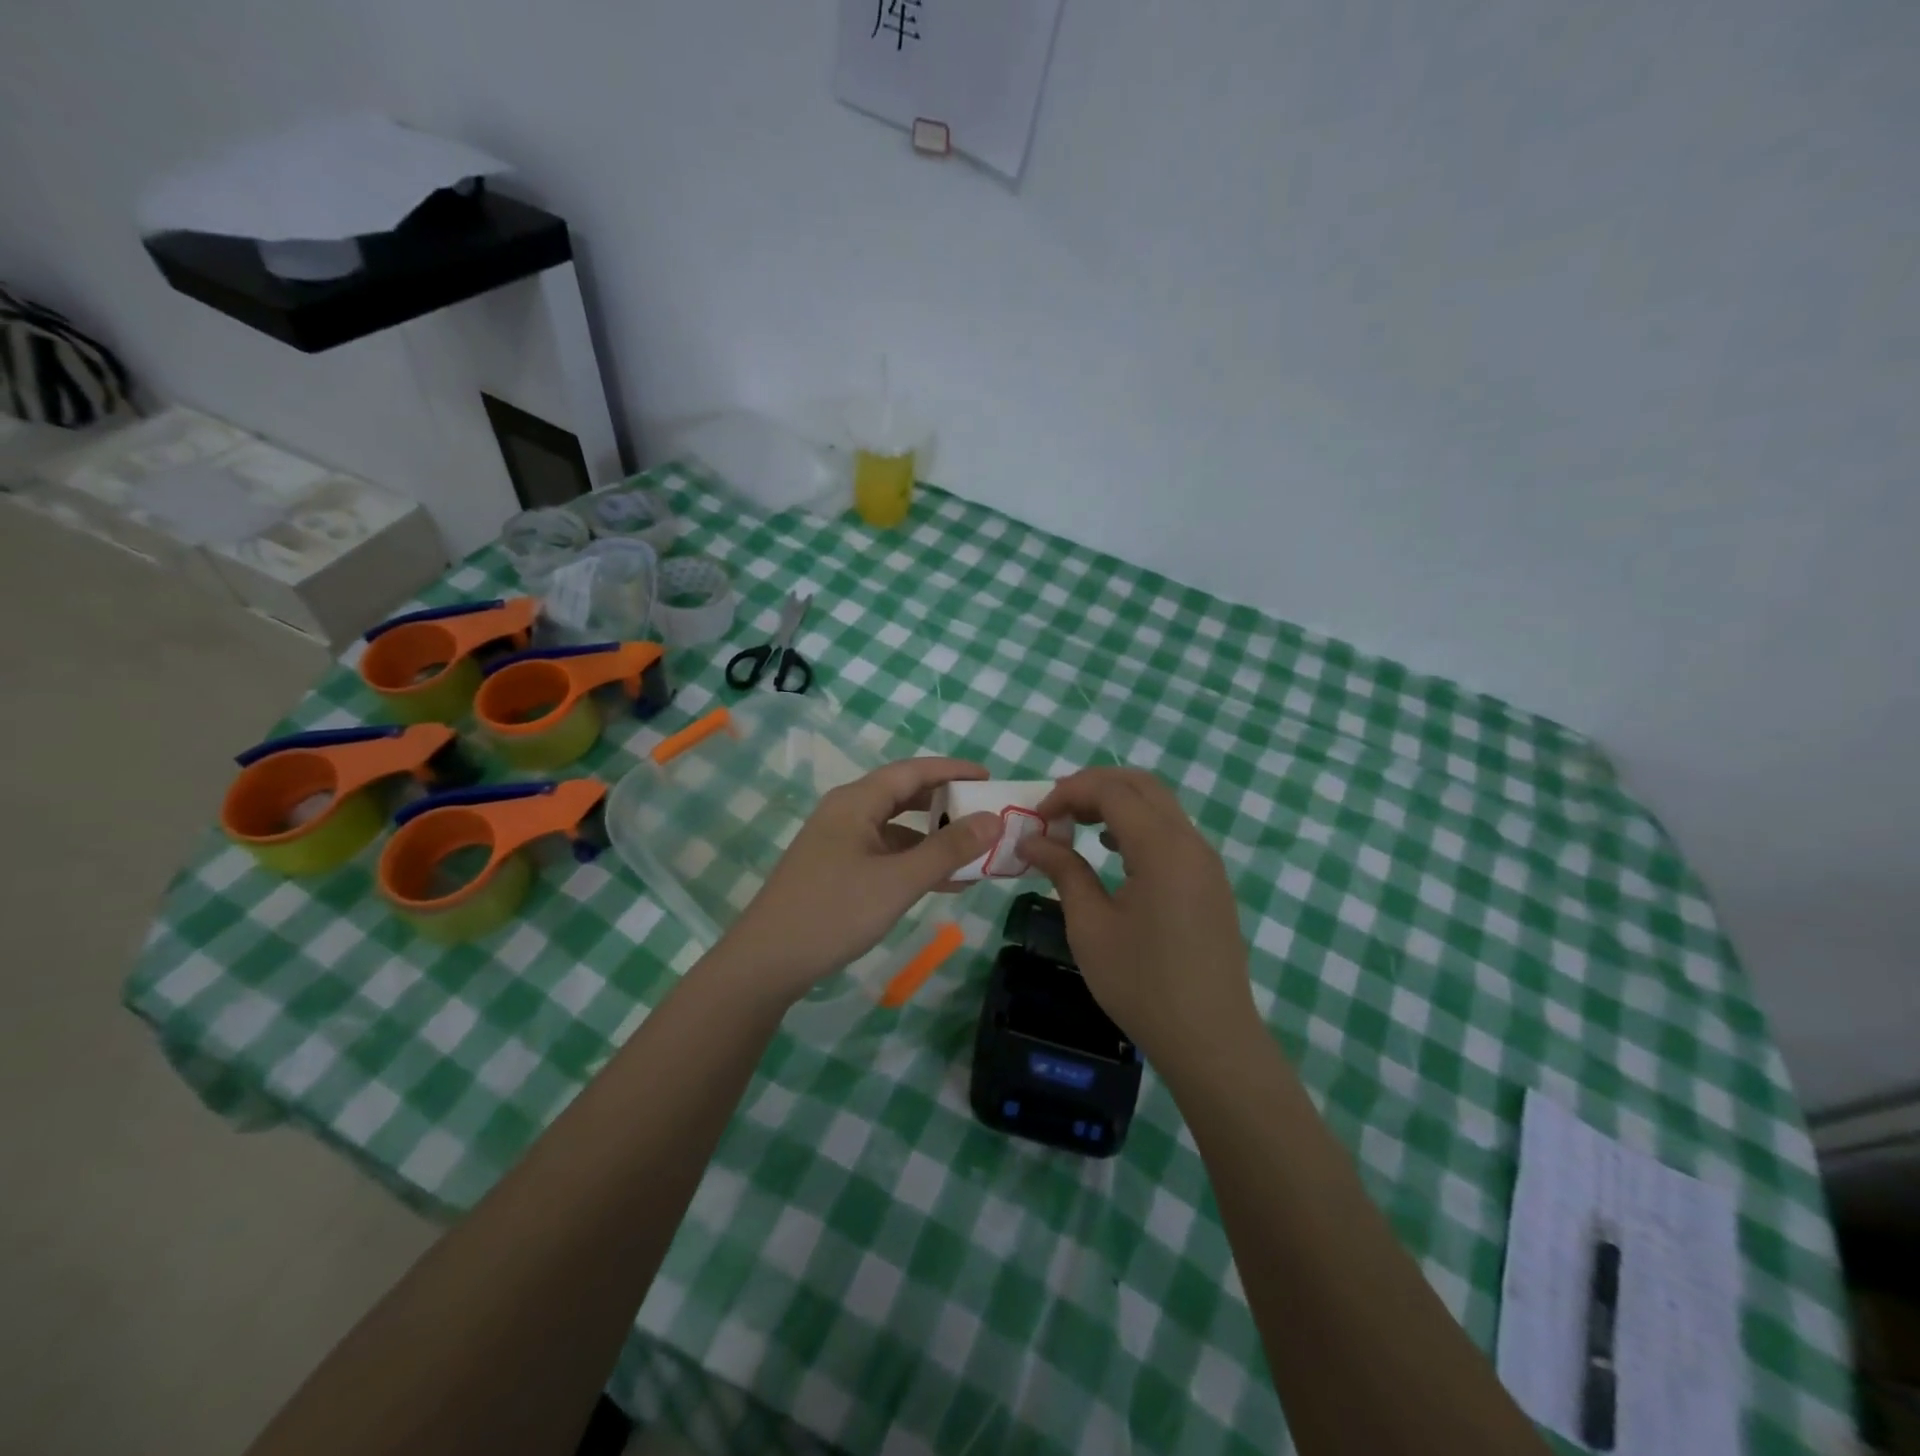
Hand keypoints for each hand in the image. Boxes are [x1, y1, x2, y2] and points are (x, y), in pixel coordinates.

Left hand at [712, 758, 1000, 1005]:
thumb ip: (948, 850)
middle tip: (984, 812)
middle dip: (945, 804)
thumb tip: (993, 819)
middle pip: (903, 796)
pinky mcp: (836, 870)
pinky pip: (885, 855)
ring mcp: (839, 843)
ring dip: (933, 839)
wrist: (767, 962)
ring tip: (974, 852)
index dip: (952, 770)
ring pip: (896, 829)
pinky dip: (914, 862)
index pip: (912, 771)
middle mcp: (846, 813)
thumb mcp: (899, 881)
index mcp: (856, 802)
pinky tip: (943, 883)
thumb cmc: (834, 912)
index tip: (989, 777)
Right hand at [1023, 767, 1255, 1064]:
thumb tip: (1031, 840)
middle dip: (1093, 786)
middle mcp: (1190, 842)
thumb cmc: (1142, 984)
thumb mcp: (1090, 926)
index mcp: (1162, 848)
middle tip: (1056, 811)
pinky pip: (1172, 832)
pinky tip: (1113, 852)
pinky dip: (1138, 825)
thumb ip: (1063, 871)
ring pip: (1160, 805)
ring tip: (1078, 827)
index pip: (1112, 791)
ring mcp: (1206, 861)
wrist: (1210, 1039)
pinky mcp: (1210, 881)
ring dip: (1117, 803)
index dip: (1069, 793)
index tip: (1037, 818)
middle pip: (1141, 785)